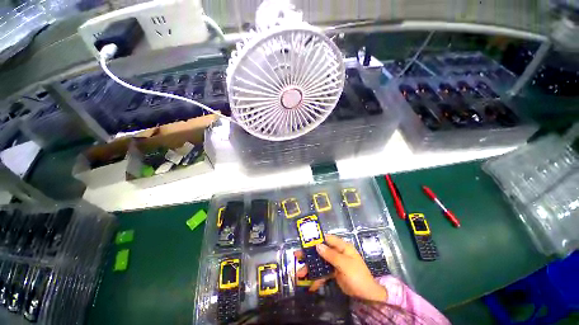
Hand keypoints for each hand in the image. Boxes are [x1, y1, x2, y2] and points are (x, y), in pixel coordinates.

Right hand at [294, 234, 387, 301]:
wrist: (367, 296)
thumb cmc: (358, 276)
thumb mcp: (344, 264)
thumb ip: (331, 255)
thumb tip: (318, 245)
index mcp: (342, 247)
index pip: (327, 239)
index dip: (317, 239)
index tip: (305, 241)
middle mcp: (338, 253)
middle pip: (321, 251)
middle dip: (309, 255)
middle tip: (297, 256)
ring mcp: (335, 263)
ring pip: (320, 263)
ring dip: (311, 269)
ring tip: (299, 274)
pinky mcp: (334, 273)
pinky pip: (324, 273)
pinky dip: (317, 279)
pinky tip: (310, 286)